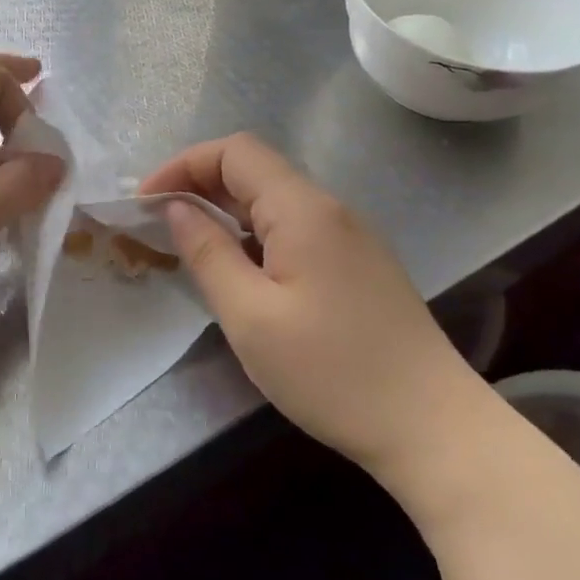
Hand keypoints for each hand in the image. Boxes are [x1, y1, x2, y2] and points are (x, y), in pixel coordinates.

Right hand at [140, 133, 477, 478]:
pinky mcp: (356, 265)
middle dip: (199, 186)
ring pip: (274, 201)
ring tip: (190, 248)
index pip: (234, 152)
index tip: (146, 203)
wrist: (433, 427)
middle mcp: (328, 209)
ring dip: (226, 212)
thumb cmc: (331, 372)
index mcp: (302, 209)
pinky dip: (254, 235)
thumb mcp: (250, 316)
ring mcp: (349, 236)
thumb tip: (176, 208)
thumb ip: (208, 252)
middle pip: (254, 170)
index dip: (183, 165)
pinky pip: (294, 229)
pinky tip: (240, 272)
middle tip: (158, 225)